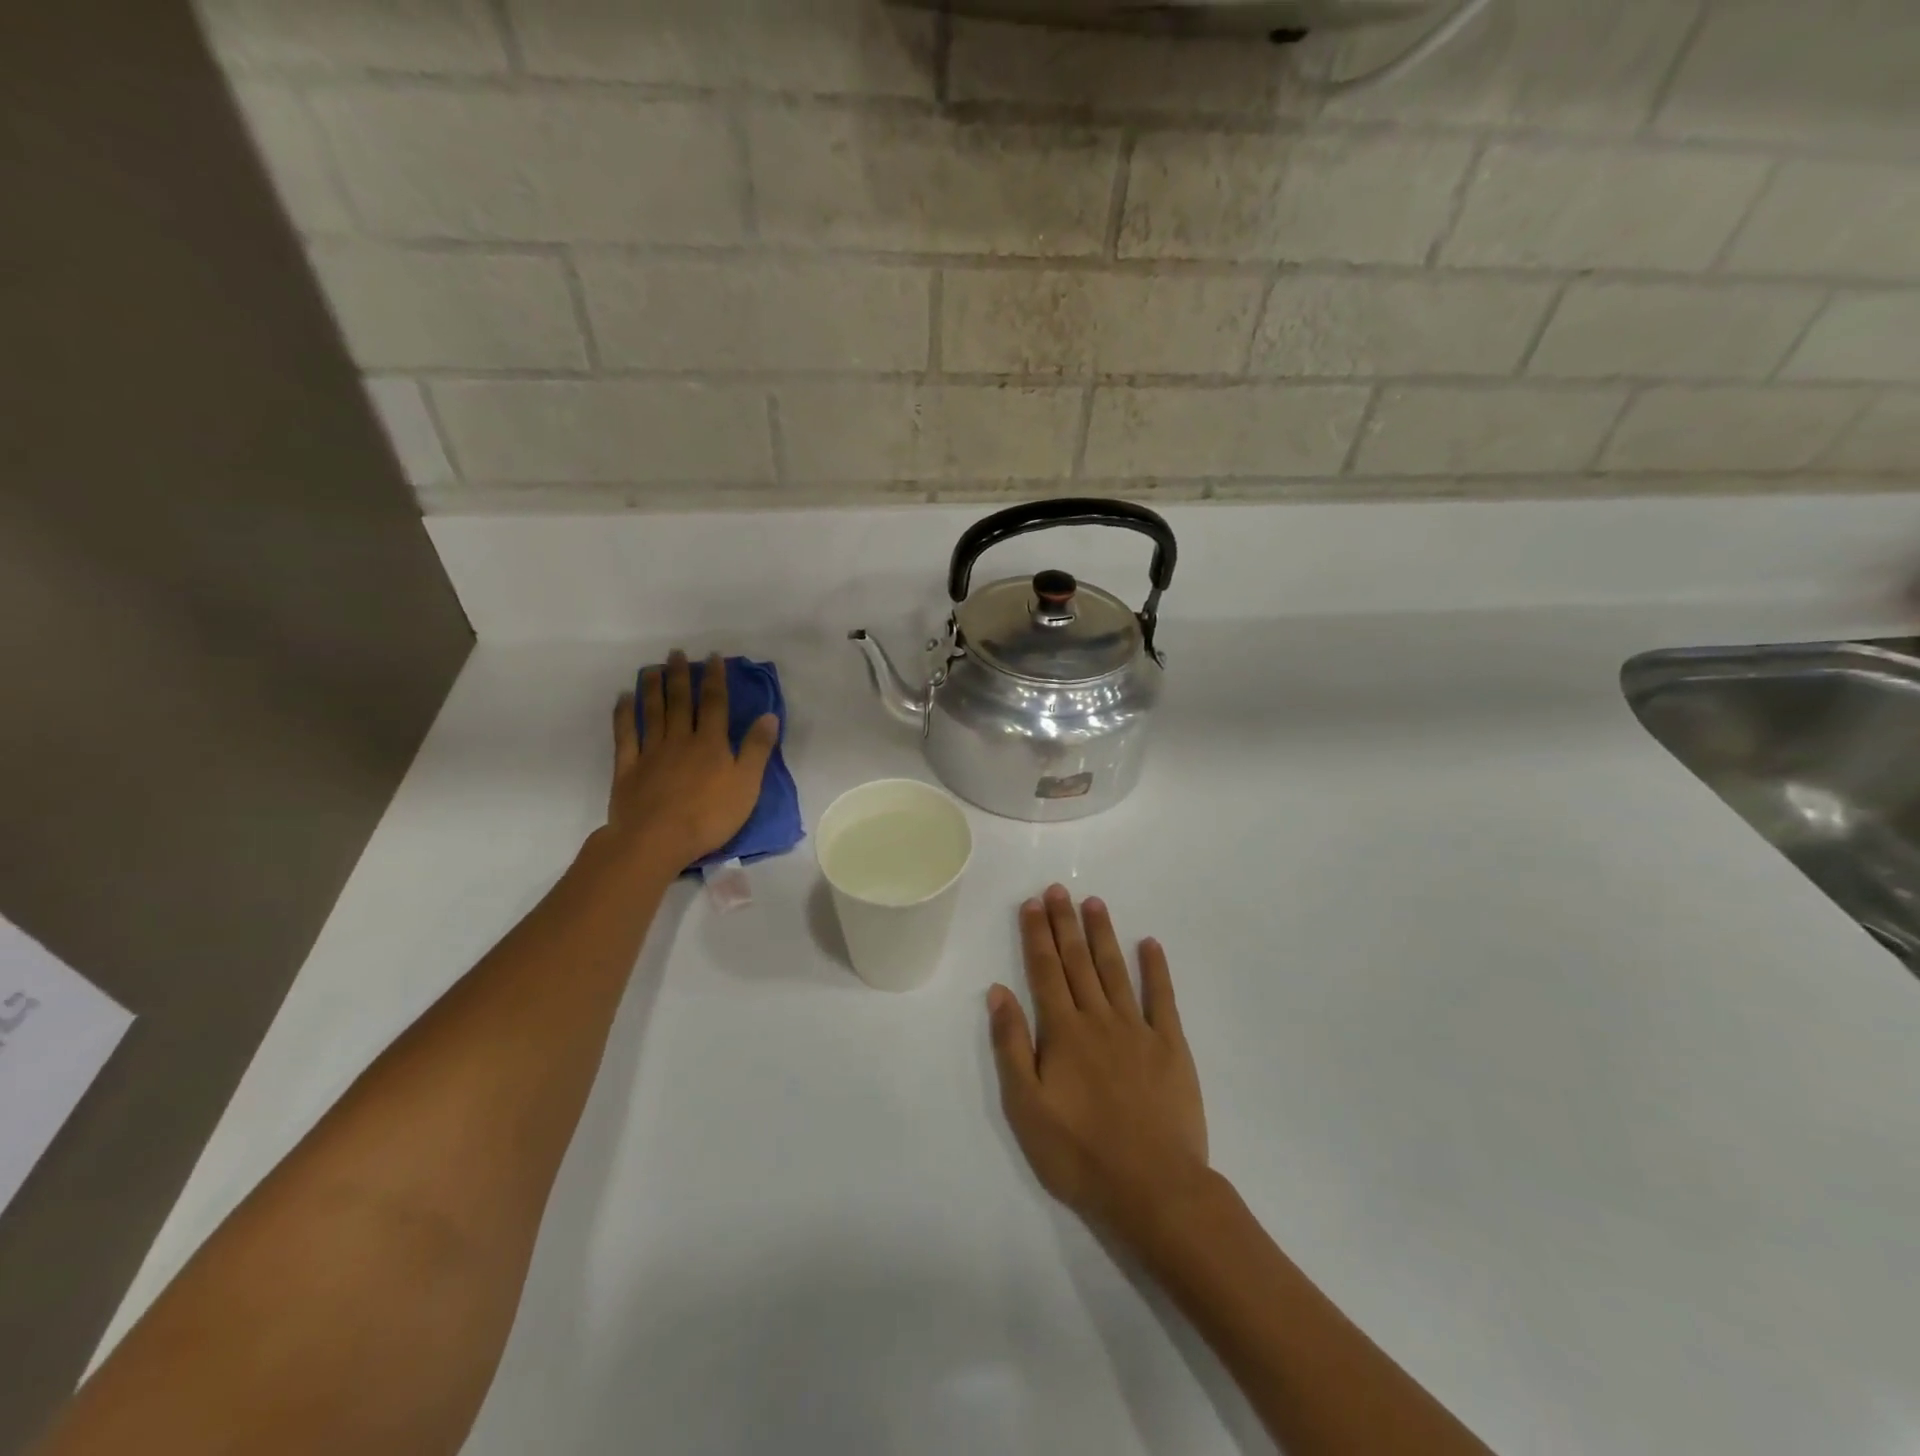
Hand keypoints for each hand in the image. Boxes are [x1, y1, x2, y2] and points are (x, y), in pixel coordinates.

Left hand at [608, 650, 779, 870]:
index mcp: (711, 743)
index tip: (713, 657)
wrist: (657, 839)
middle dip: (680, 676)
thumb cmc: (709, 816)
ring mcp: (651, 752)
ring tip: (652, 667)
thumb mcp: (747, 785)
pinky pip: (625, 735)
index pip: (714, 703)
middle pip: (680, 702)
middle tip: (676, 653)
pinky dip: (624, 714)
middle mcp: (680, 739)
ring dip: (653, 688)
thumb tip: (769, 715)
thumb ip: (757, 749)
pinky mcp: (628, 768)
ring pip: (652, 712)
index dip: (715, 679)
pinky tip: (623, 699)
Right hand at [987, 885, 1209, 1245]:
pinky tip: (1150, 944)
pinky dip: (1156, 968)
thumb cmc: (1080, 1153)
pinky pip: (1162, 997)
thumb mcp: (1026, 1107)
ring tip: (1093, 903)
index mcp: (1063, 1032)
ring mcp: (1138, 1029)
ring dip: (1102, 935)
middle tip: (1058, 889)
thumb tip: (998, 992)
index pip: (1045, 971)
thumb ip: (1011, 1045)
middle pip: (1077, 962)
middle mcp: (1098, 1019)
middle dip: (1065, 923)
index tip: (1032, 904)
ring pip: (1115, 970)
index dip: (1037, 935)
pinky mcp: (1170, 1046)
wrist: (1153, 1188)